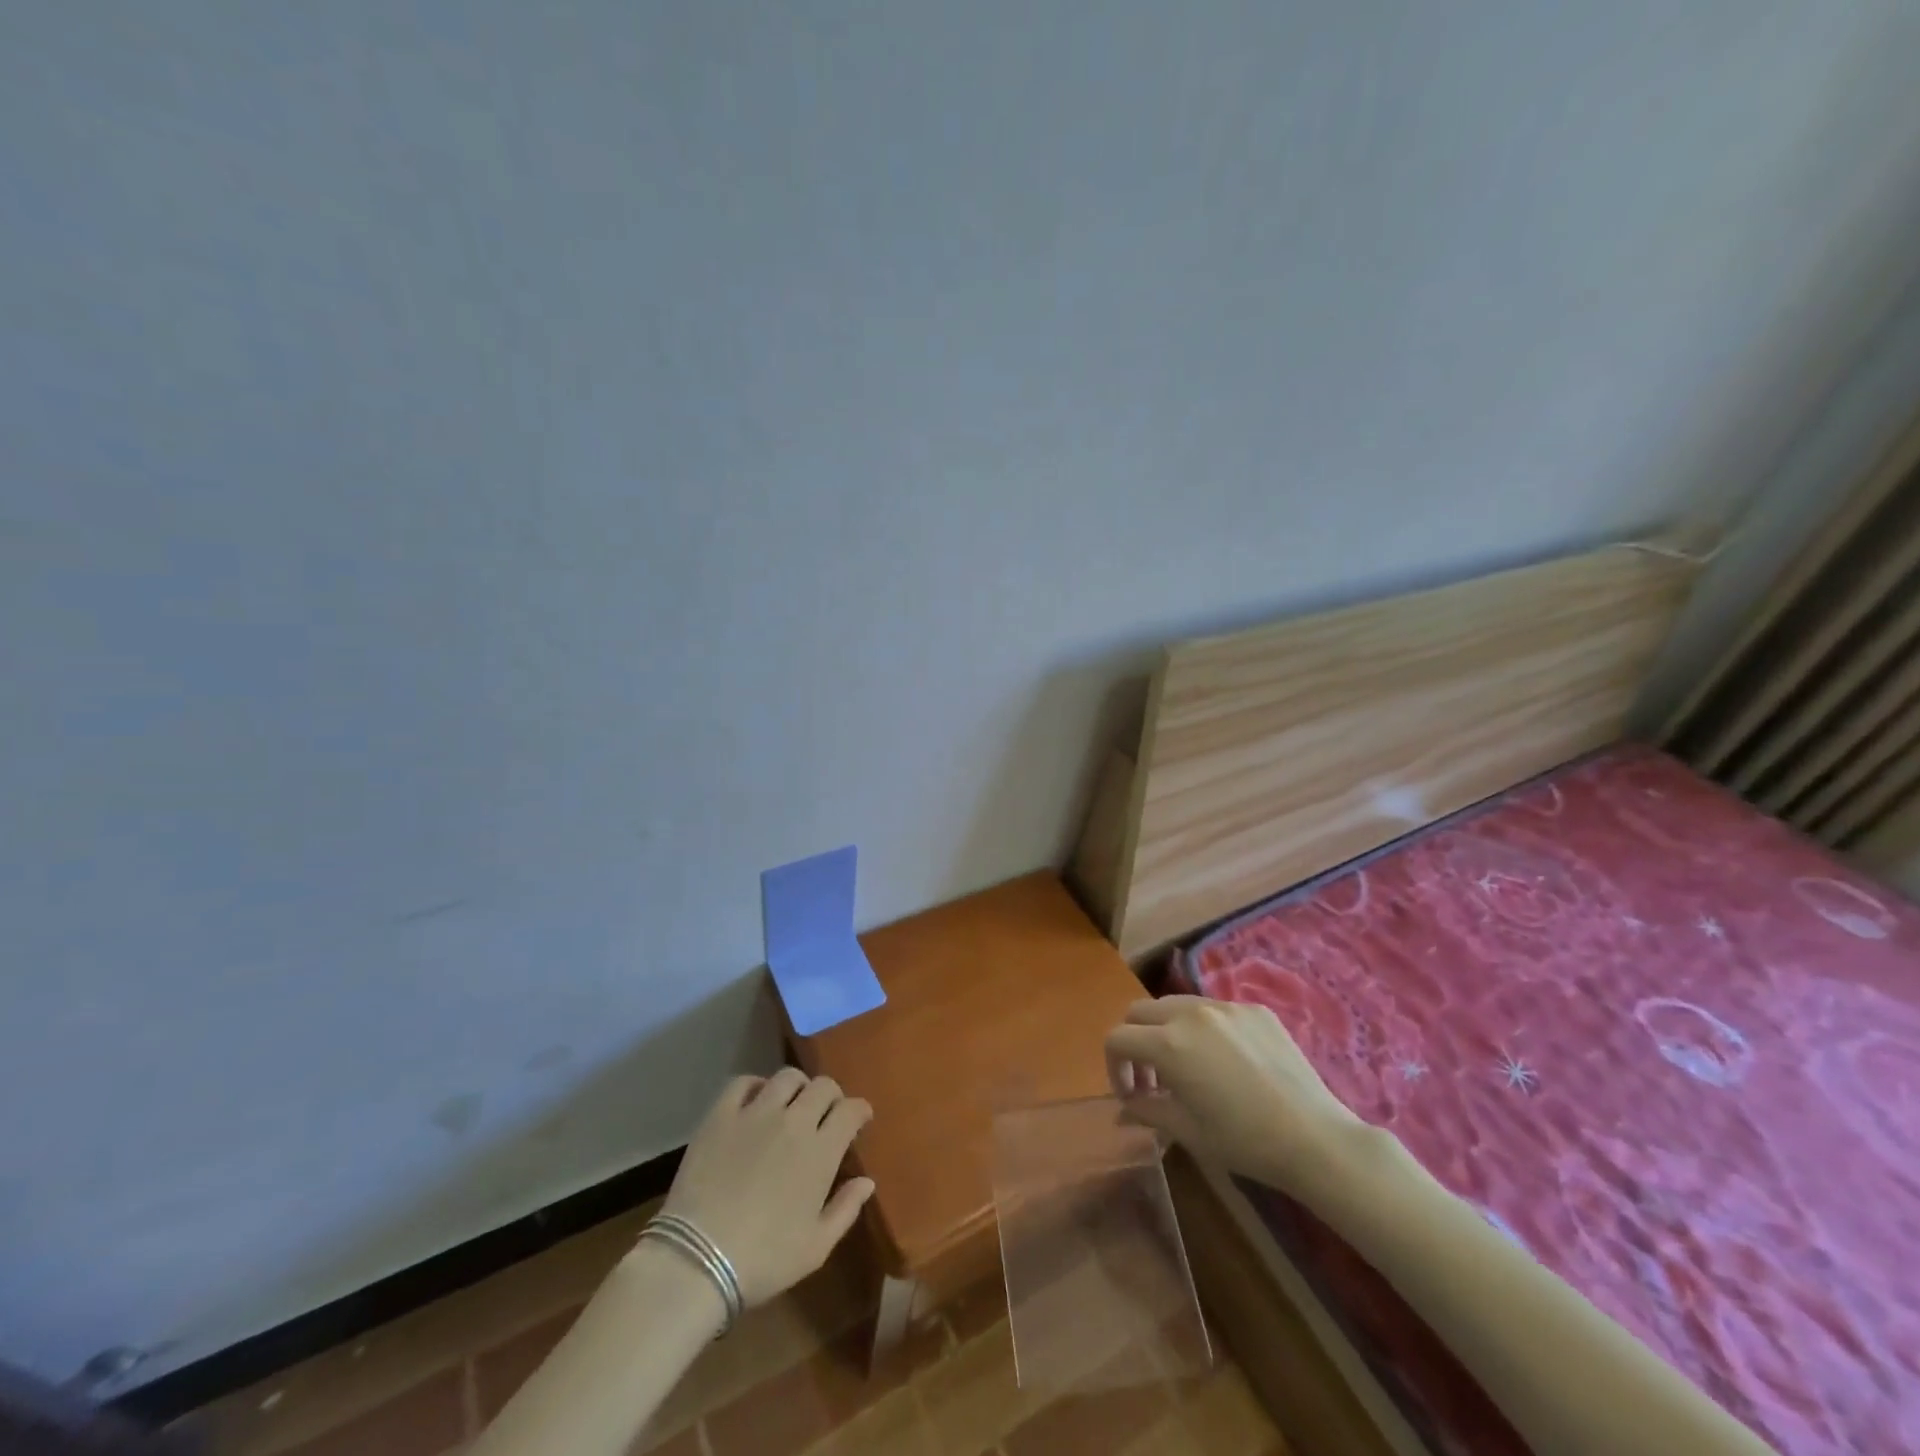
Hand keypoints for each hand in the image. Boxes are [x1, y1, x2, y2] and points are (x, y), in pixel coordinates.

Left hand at [655, 1070, 874, 1306]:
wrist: (698, 1260)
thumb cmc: (763, 1259)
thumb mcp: (815, 1247)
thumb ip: (846, 1209)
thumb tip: (867, 1181)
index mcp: (821, 1151)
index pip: (850, 1110)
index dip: (860, 1110)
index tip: (859, 1119)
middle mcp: (793, 1121)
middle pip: (822, 1086)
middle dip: (832, 1096)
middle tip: (827, 1113)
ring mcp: (755, 1113)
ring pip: (787, 1077)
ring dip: (798, 1087)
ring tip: (792, 1104)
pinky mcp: (721, 1115)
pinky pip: (742, 1082)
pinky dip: (755, 1085)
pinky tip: (755, 1101)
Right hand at [1104, 996, 1365, 1197]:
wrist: (1315, 1139)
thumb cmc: (1243, 1141)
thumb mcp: (1186, 1131)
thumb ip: (1146, 1110)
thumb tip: (1126, 1106)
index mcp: (1168, 1043)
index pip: (1117, 1038)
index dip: (1114, 1067)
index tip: (1130, 1095)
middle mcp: (1190, 1013)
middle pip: (1140, 1011)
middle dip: (1135, 1042)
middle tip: (1151, 1079)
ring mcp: (1224, 1006)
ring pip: (1176, 1004)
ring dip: (1166, 1030)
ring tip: (1186, 1067)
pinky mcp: (1254, 1009)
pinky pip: (1214, 1010)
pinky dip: (1204, 1029)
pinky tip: (1227, 1063)